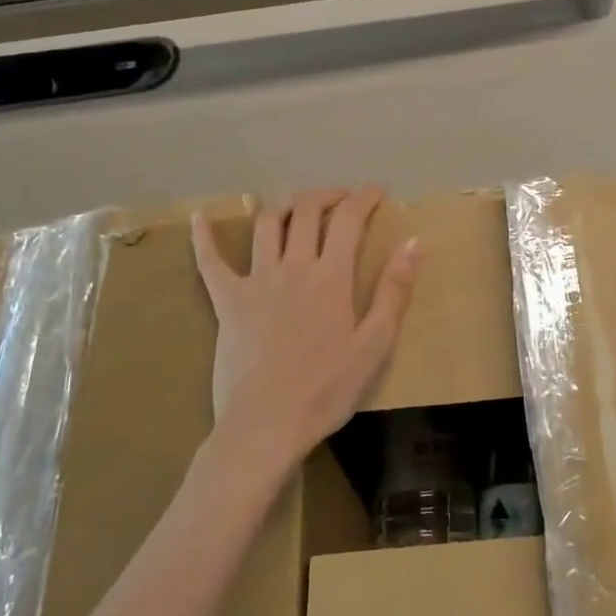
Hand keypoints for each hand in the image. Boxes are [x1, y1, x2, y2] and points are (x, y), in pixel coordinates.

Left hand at [191, 186, 420, 471]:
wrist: (266, 425)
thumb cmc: (328, 389)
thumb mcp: (376, 343)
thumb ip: (394, 290)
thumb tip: (414, 242)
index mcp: (332, 276)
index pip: (349, 219)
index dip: (364, 197)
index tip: (378, 190)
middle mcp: (293, 266)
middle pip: (306, 211)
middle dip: (327, 195)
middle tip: (342, 198)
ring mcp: (255, 281)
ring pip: (266, 225)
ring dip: (284, 205)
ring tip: (297, 205)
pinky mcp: (226, 302)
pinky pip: (210, 262)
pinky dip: (204, 237)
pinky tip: (200, 217)